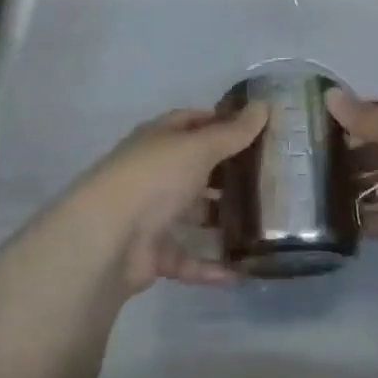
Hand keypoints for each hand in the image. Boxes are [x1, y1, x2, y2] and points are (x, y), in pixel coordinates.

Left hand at [74, 104, 266, 294]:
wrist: (108, 238)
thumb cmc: (155, 177)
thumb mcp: (199, 147)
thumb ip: (233, 132)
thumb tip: (264, 105)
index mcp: (159, 139)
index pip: (193, 122)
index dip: (222, 124)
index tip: (257, 132)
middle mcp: (154, 173)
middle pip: (196, 169)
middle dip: (228, 175)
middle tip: (269, 180)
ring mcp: (151, 214)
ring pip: (193, 215)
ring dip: (222, 221)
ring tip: (263, 226)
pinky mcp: (153, 253)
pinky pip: (188, 258)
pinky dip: (211, 265)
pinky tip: (242, 271)